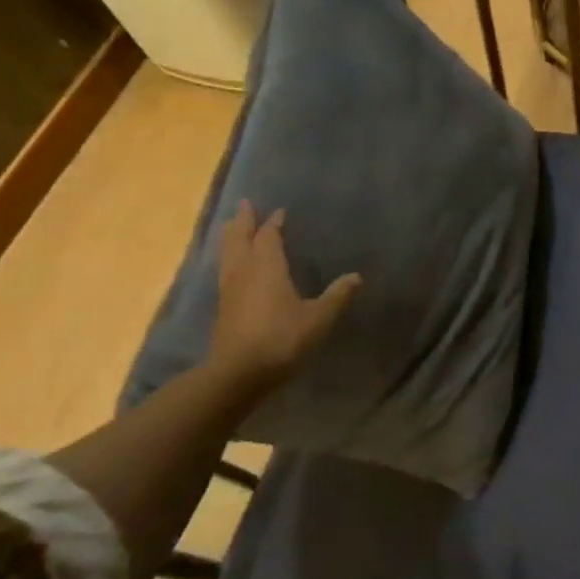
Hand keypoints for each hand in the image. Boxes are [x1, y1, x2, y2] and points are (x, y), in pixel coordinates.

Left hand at [208, 202, 360, 396]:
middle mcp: (244, 271)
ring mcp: (229, 290)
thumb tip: (356, 276)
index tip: (279, 211)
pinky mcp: (223, 308)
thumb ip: (337, 296)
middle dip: (244, 221)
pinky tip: (232, 266)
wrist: (238, 374)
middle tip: (245, 204)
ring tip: (232, 227)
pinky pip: (224, 271)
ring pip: (227, 254)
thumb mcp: (318, 319)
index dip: (274, 223)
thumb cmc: (281, 339)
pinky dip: (228, 259)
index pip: (269, 236)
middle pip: (240, 238)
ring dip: (231, 237)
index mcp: (267, 266)